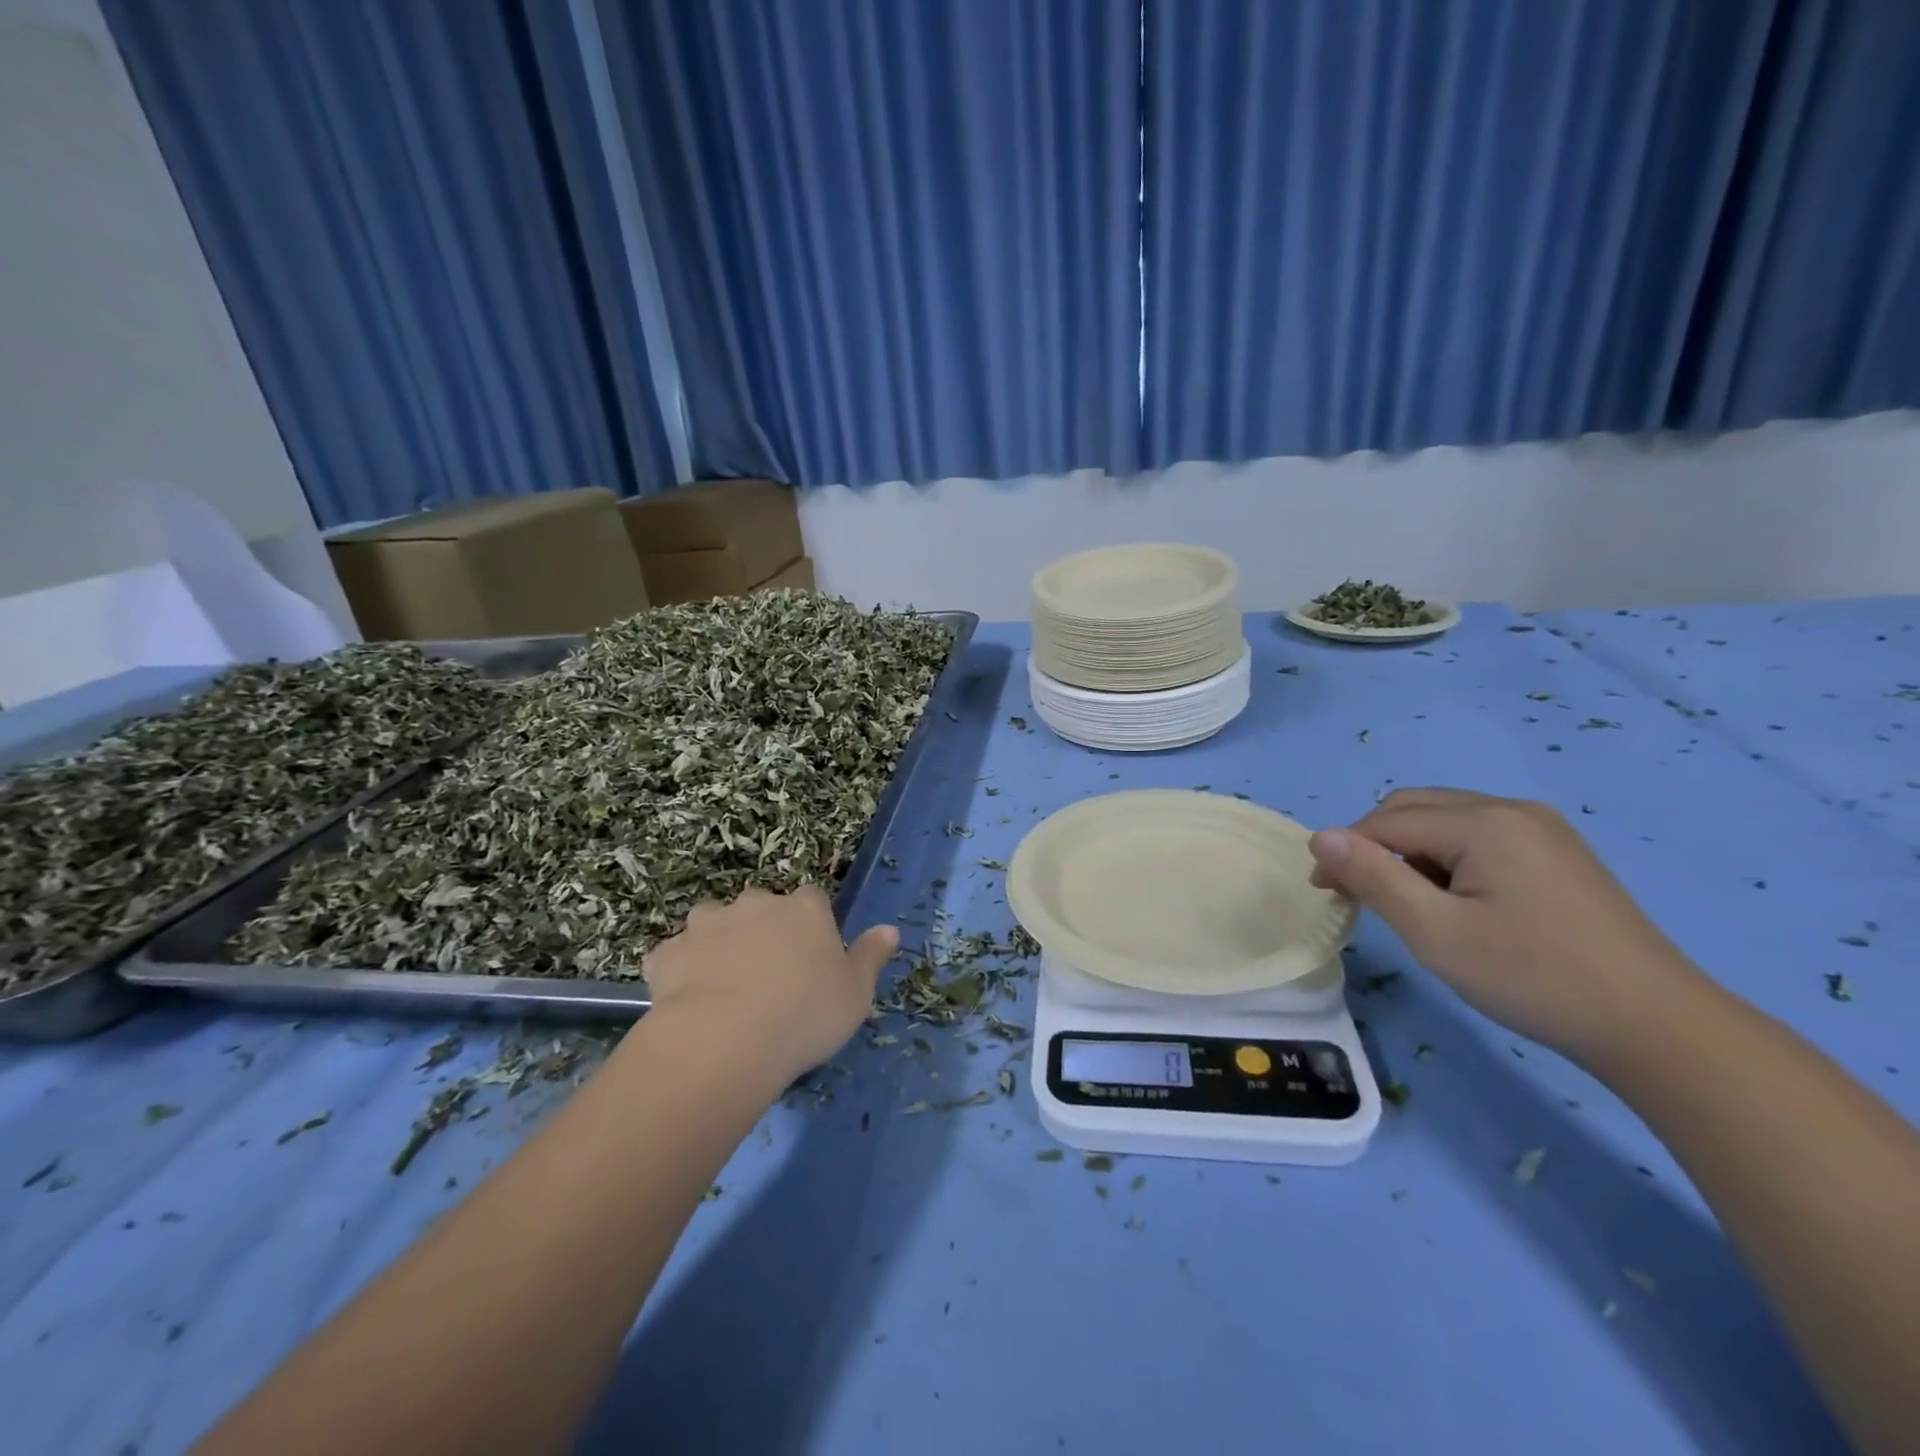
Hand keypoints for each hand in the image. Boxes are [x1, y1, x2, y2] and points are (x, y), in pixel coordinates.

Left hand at [638, 886, 898, 1085]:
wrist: (724, 1041)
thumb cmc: (805, 1015)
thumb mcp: (856, 994)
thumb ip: (870, 957)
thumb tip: (889, 929)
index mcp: (804, 908)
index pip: (813, 900)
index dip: (812, 926)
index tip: (812, 960)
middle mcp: (755, 903)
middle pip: (761, 908)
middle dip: (763, 932)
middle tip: (768, 978)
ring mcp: (706, 924)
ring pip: (714, 925)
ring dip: (718, 945)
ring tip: (724, 989)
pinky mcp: (667, 953)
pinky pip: (676, 957)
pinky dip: (681, 972)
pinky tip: (688, 1003)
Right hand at [1308, 788, 1698, 1060]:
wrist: (1657, 1027)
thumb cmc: (1533, 977)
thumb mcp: (1434, 932)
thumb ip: (1371, 877)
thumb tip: (1320, 837)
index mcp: (1483, 821)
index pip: (1386, 822)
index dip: (1345, 853)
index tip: (1326, 895)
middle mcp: (1512, 809)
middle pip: (1414, 809)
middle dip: (1376, 846)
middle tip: (1362, 897)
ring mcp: (1542, 829)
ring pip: (1446, 822)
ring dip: (1412, 853)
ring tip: (1414, 907)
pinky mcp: (1558, 853)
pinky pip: (1480, 837)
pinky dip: (1448, 860)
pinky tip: (1460, 903)